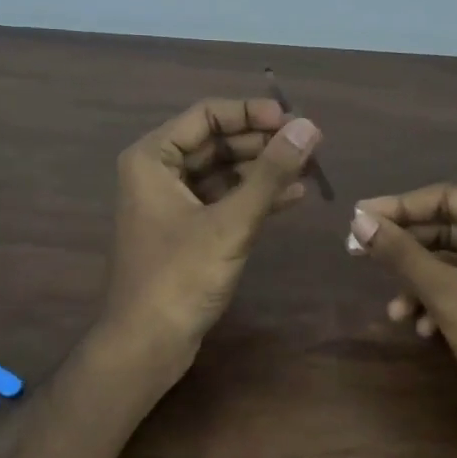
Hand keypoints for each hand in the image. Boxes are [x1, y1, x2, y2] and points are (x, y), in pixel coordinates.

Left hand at [100, 97, 322, 378]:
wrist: (147, 344)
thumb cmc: (180, 277)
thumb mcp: (230, 222)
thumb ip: (270, 173)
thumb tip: (308, 127)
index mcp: (152, 158)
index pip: (207, 115)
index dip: (252, 113)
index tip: (293, 121)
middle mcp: (157, 172)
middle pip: (216, 141)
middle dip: (263, 142)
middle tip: (309, 143)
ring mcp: (171, 202)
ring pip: (223, 171)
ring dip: (263, 169)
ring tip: (310, 167)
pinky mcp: (186, 230)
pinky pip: (223, 200)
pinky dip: (254, 197)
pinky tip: (294, 196)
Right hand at [346, 185, 456, 427]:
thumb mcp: (447, 293)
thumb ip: (401, 253)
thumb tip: (357, 220)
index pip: (446, 198)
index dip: (397, 208)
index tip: (356, 219)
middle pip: (448, 229)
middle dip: (406, 250)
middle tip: (357, 255)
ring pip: (454, 263)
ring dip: (419, 284)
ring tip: (394, 312)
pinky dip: (441, 303)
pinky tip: (422, 329)